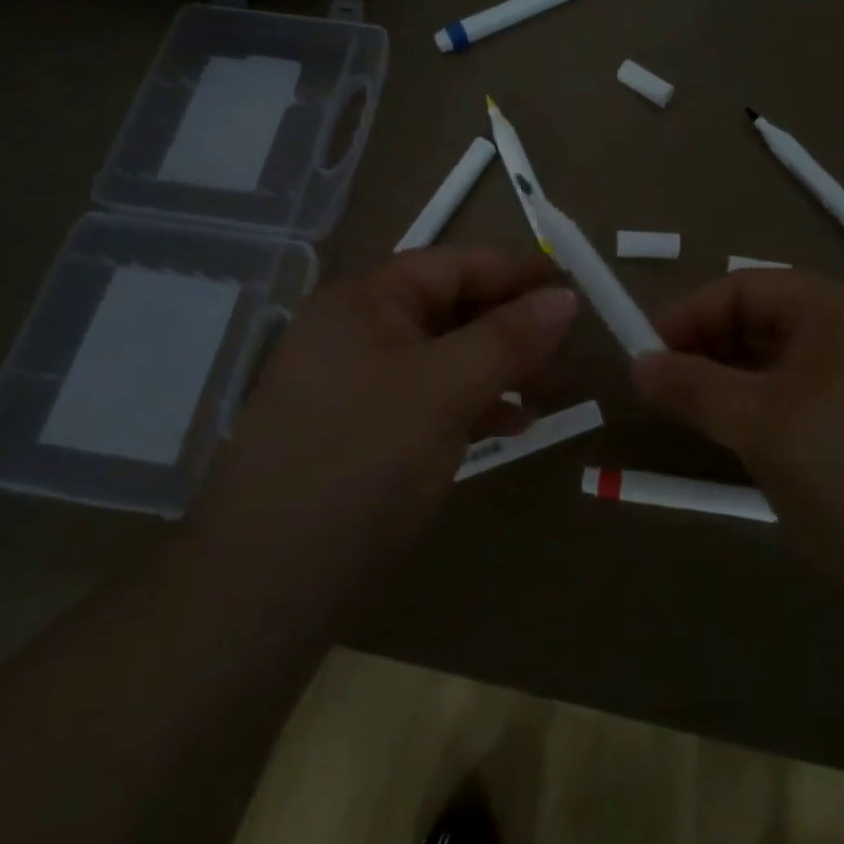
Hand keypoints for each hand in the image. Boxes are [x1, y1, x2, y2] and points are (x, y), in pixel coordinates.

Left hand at [197, 248, 576, 576]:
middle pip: (451, 308)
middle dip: (512, 325)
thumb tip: (566, 296)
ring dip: (499, 366)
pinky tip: (514, 423)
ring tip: (550, 388)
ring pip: (445, 355)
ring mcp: (358, 381)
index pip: (455, 265)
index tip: (573, 287)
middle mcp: (358, 329)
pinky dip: (473, 402)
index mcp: (366, 300)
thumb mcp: (446, 388)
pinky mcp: (365, 428)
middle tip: (568, 348)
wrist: (270, 579)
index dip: (516, 273)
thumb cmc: (364, 457)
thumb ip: (509, 337)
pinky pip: (430, 396)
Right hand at [631, 270, 843, 620]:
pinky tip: (735, 434)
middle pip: (759, 318)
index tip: (647, 353)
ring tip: (691, 413)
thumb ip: (694, 388)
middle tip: (663, 388)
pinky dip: (757, 404)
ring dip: (728, 378)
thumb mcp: (760, 426)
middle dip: (706, 346)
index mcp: (834, 311)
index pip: (744, 287)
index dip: (690, 314)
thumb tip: (637, 365)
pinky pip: (795, 391)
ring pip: (774, 359)